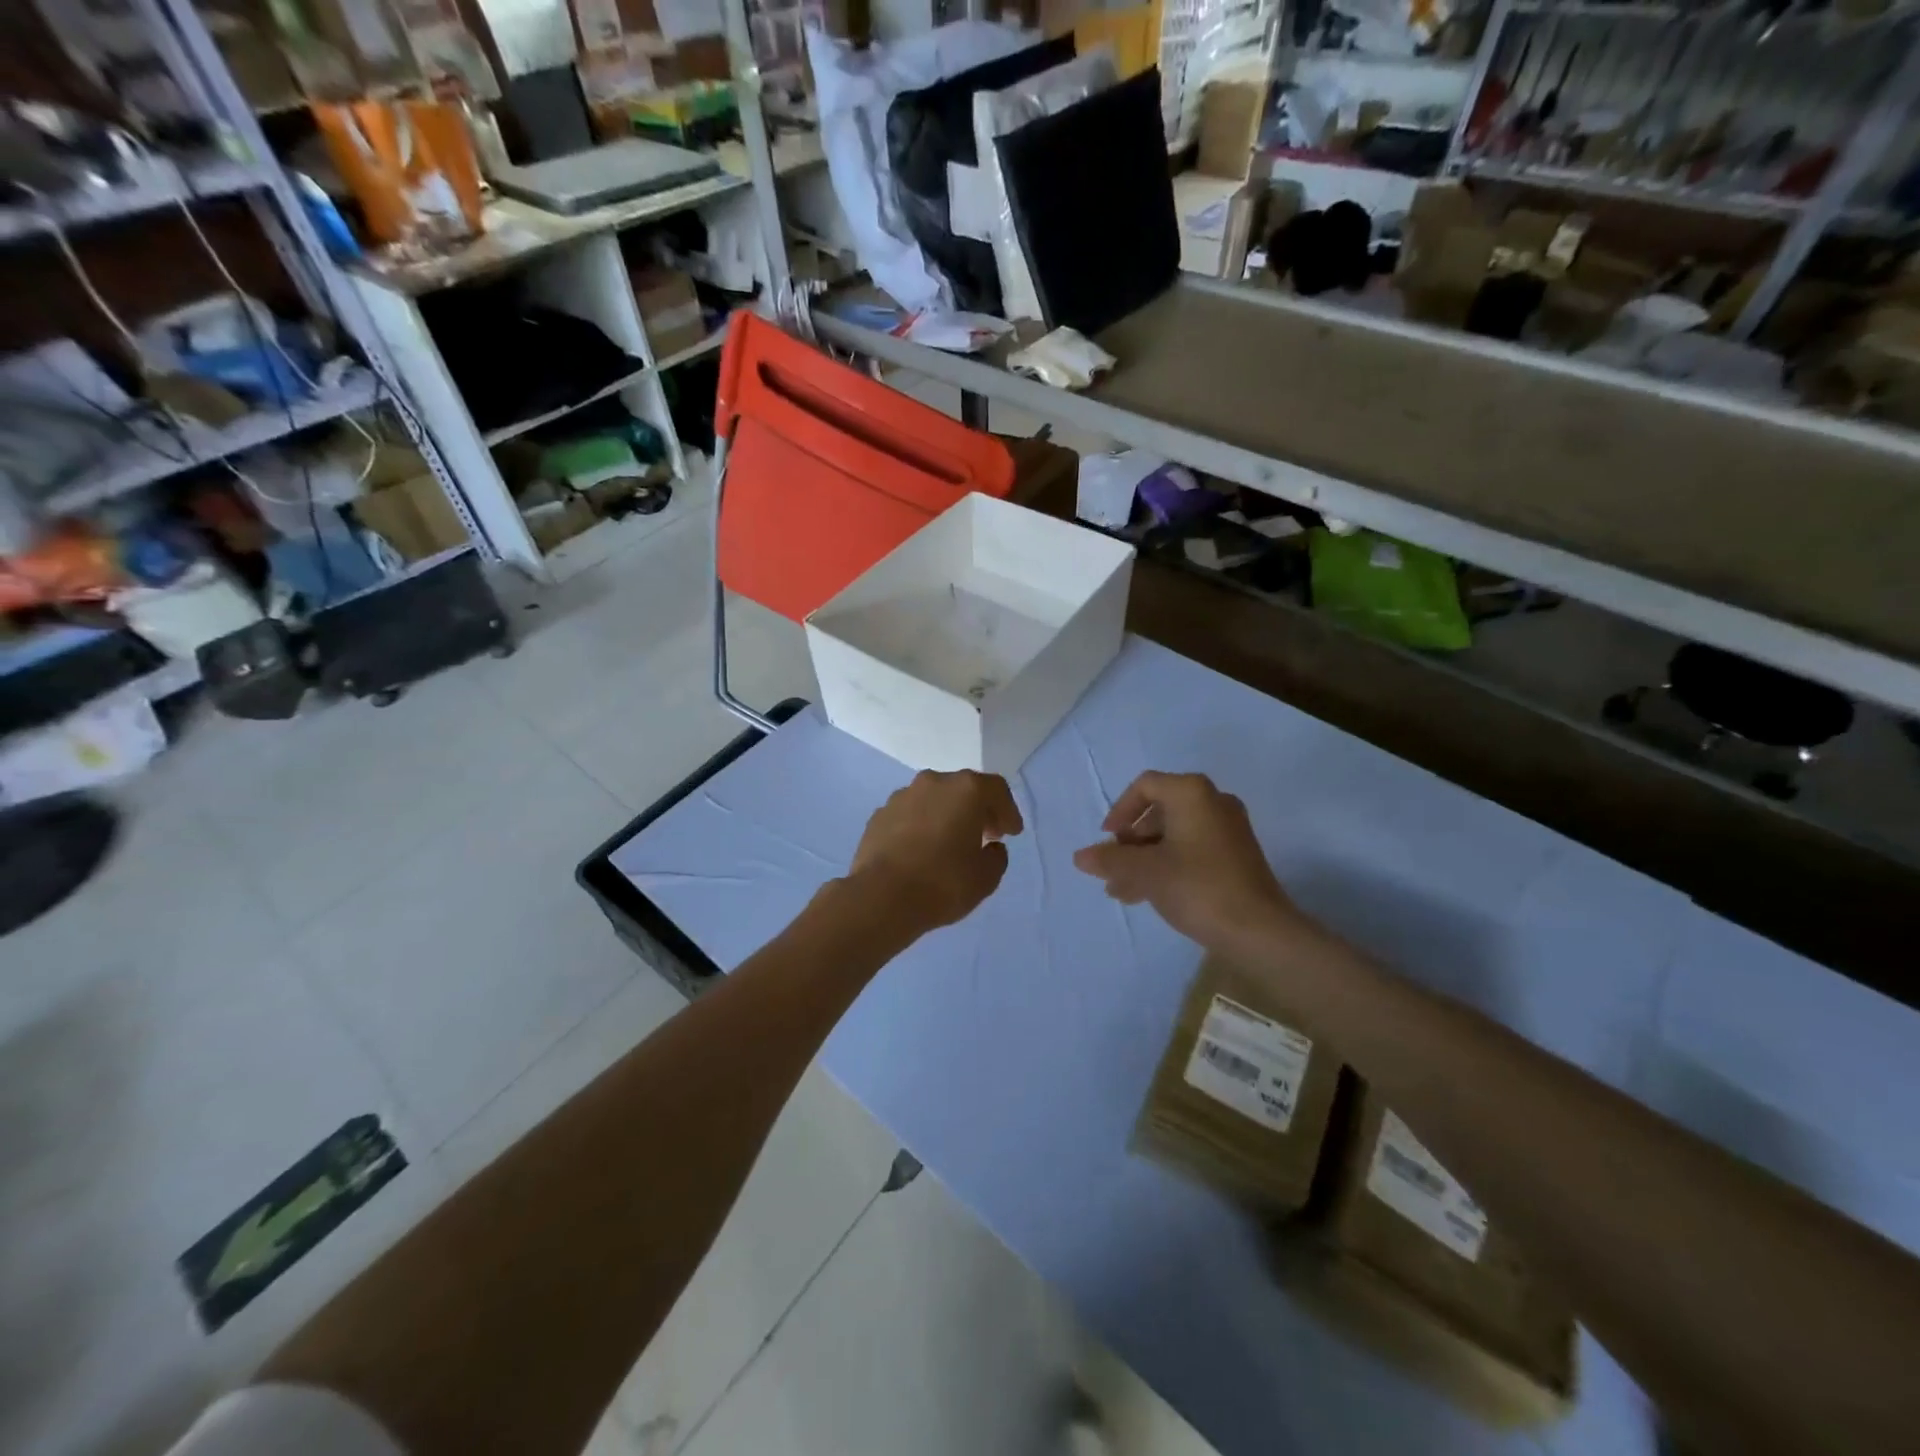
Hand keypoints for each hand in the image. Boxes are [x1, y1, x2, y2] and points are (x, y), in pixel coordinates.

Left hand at [849, 770, 1024, 934]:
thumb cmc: (943, 883)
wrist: (881, 897)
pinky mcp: (878, 815)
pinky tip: (921, 850)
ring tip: (950, 843)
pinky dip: (920, 826)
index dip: (1008, 811)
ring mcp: (902, 796)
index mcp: (965, 790)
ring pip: (933, 799)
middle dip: (978, 810)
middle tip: (986, 835)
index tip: (1011, 833)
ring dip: (946, 815)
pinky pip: (909, 815)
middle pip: (963, 789)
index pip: (996, 789)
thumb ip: (996, 857)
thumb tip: (991, 847)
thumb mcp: (986, 878)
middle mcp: (933, 783)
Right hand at [1072, 771, 1306, 955]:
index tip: (1108, 840)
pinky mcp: (1236, 856)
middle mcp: (1213, 802)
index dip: (1120, 810)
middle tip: (1113, 869)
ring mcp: (1228, 830)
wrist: (1258, 931)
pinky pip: (1191, 850)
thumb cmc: (1197, 887)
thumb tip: (1080, 856)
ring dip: (1144, 859)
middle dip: (1130, 842)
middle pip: (1159, 812)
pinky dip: (1166, 865)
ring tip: (1121, 891)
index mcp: (1192, 793)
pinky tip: (1145, 895)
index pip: (1145, 786)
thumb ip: (1110, 860)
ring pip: (1173, 835)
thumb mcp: (1145, 872)